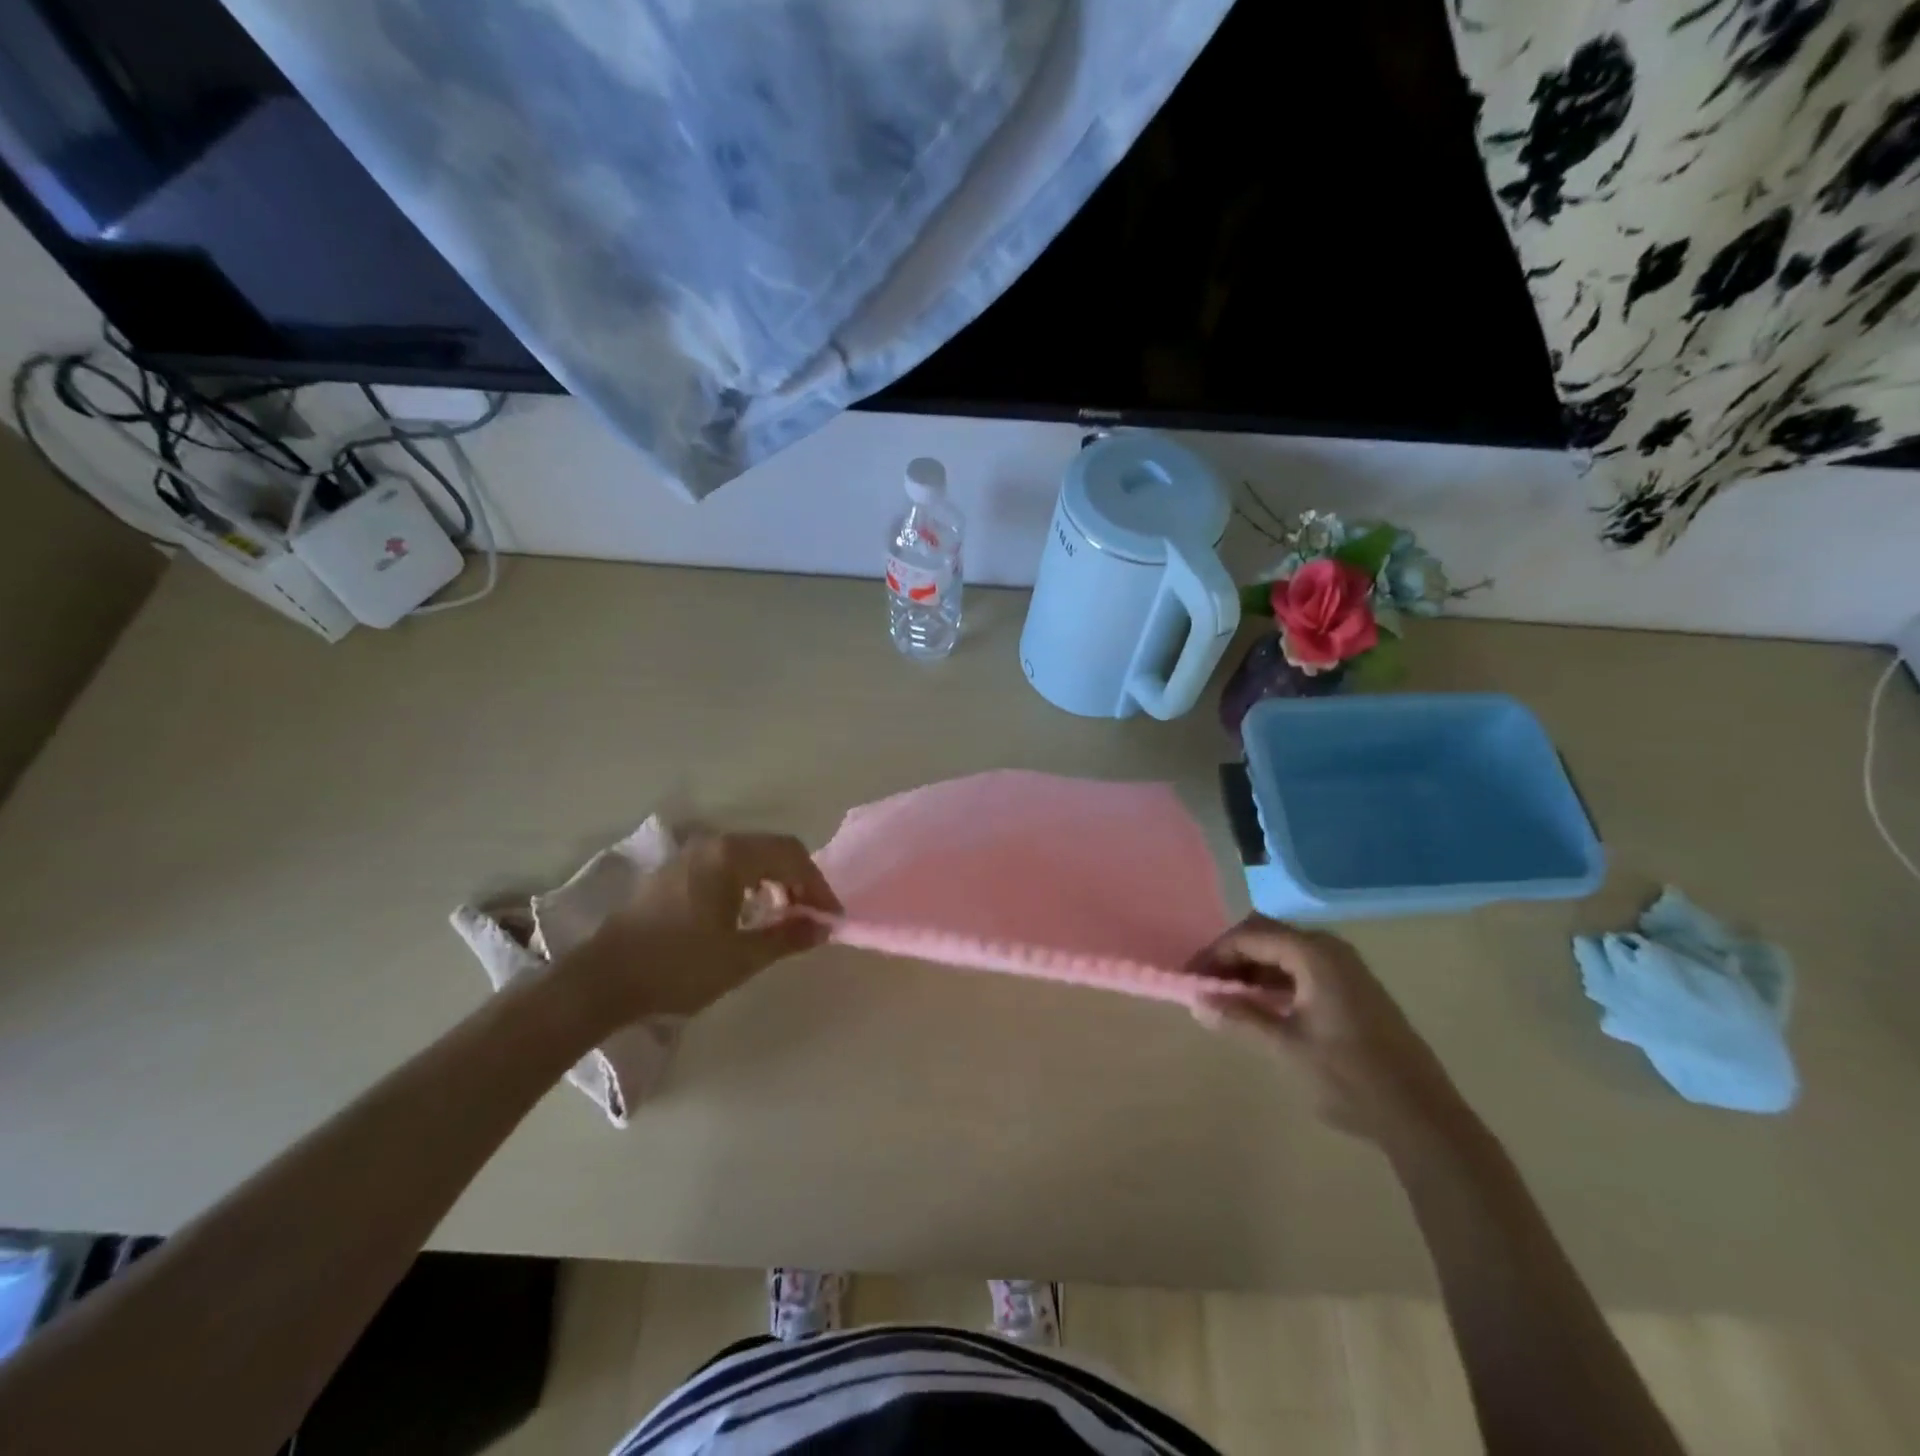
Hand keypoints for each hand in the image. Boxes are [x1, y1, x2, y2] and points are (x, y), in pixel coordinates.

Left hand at [560, 832, 842, 1027]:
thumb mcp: (741, 957)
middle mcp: (712, 844)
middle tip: (811, 916)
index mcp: (730, 856)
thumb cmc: (678, 967)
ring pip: (749, 855)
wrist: (603, 981)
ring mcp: (689, 855)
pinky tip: (748, 913)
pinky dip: (749, 882)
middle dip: (799, 880)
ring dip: (774, 880)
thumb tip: (822, 928)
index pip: (792, 856)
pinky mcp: (675, 871)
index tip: (830, 918)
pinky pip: (726, 864)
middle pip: (772, 849)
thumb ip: (787, 937)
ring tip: (783, 916)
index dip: (818, 886)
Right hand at [1188, 916, 1472, 1154]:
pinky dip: (1276, 982)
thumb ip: (1239, 1018)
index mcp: (1314, 954)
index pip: (1249, 936)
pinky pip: (1303, 970)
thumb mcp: (1285, 1047)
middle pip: (1267, 937)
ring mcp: (1346, 969)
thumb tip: (1196, 1001)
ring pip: (1285, 954)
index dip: (1215, 953)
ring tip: (1227, 999)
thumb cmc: (1349, 1077)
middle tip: (1205, 985)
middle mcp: (1330, 950)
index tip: (1190, 977)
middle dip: (1232, 958)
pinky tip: (1262, 1008)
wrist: (1423, 1117)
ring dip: (1253, 970)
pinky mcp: (1354, 991)